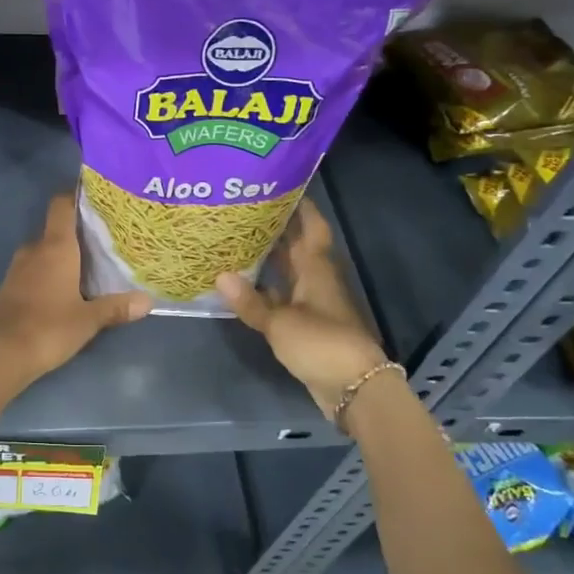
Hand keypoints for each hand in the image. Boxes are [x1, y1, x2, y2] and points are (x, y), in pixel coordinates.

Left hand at [0, 195, 149, 384]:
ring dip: (62, 254)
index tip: (95, 197)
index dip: (75, 196)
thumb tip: (147, 301)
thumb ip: (116, 307)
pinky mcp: (9, 287)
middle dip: (76, 232)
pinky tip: (65, 286)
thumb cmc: (49, 327)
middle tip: (104, 238)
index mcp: (55, 247)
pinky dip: (48, 271)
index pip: (62, 206)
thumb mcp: (89, 319)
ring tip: (89, 262)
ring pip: (44, 251)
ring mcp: (18, 268)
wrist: (0, 353)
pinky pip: (33, 269)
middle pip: (55, 229)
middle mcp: (34, 250)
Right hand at [217, 199, 391, 418]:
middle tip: (245, 211)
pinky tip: (245, 286)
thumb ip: (250, 301)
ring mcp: (315, 304)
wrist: (353, 387)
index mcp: (316, 270)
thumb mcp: (280, 323)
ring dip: (271, 259)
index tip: (281, 186)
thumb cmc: (321, 344)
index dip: (301, 207)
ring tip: (238, 241)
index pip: (312, 228)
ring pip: (291, 272)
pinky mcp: (309, 325)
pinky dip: (268, 289)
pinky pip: (286, 297)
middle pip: (299, 247)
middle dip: (277, 229)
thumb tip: (220, 275)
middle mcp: (318, 280)